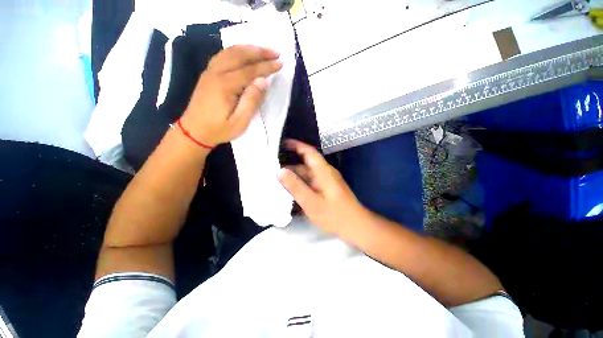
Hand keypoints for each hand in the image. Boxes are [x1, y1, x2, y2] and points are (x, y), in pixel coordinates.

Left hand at [180, 45, 282, 146]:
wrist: (194, 131)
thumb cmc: (219, 129)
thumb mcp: (240, 122)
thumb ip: (252, 101)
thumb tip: (263, 81)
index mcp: (225, 86)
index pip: (250, 71)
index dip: (266, 66)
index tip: (280, 63)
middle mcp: (216, 73)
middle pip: (240, 55)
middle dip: (259, 51)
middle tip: (275, 52)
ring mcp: (210, 71)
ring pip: (230, 52)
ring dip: (248, 48)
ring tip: (263, 50)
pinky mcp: (208, 74)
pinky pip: (223, 55)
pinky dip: (236, 51)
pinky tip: (243, 53)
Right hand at [277, 140, 365, 233]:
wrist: (356, 226)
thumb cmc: (334, 215)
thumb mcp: (311, 202)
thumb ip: (295, 186)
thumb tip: (280, 171)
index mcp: (323, 171)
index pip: (309, 152)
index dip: (296, 145)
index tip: (282, 143)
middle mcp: (325, 172)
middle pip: (306, 164)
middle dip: (290, 164)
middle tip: (272, 167)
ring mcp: (327, 180)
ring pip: (308, 173)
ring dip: (295, 175)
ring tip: (278, 179)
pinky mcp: (327, 188)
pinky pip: (311, 181)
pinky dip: (301, 182)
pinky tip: (291, 189)